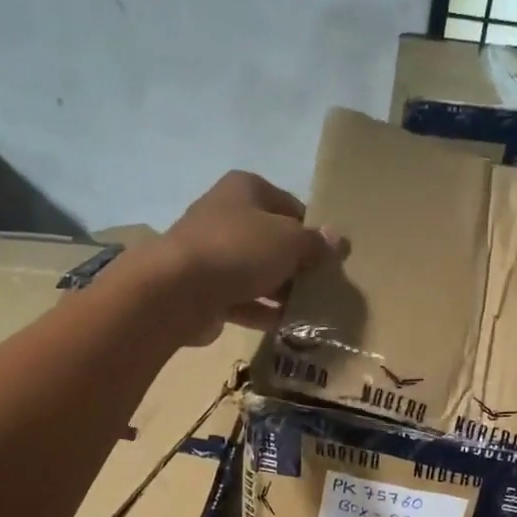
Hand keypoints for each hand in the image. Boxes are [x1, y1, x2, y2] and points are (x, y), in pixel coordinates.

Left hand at [154, 170, 342, 341]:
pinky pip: (243, 300)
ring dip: (282, 291)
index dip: (312, 230)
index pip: (290, 206)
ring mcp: (212, 254)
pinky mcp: (204, 290)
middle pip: (272, 240)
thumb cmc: (239, 250)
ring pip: (257, 272)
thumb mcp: (289, 241)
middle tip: (324, 287)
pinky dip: (263, 312)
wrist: (177, 290)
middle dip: (297, 265)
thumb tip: (338, 240)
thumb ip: (315, 243)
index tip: (331, 257)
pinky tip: (288, 327)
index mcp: (245, 189)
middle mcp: (225, 216)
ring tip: (312, 311)